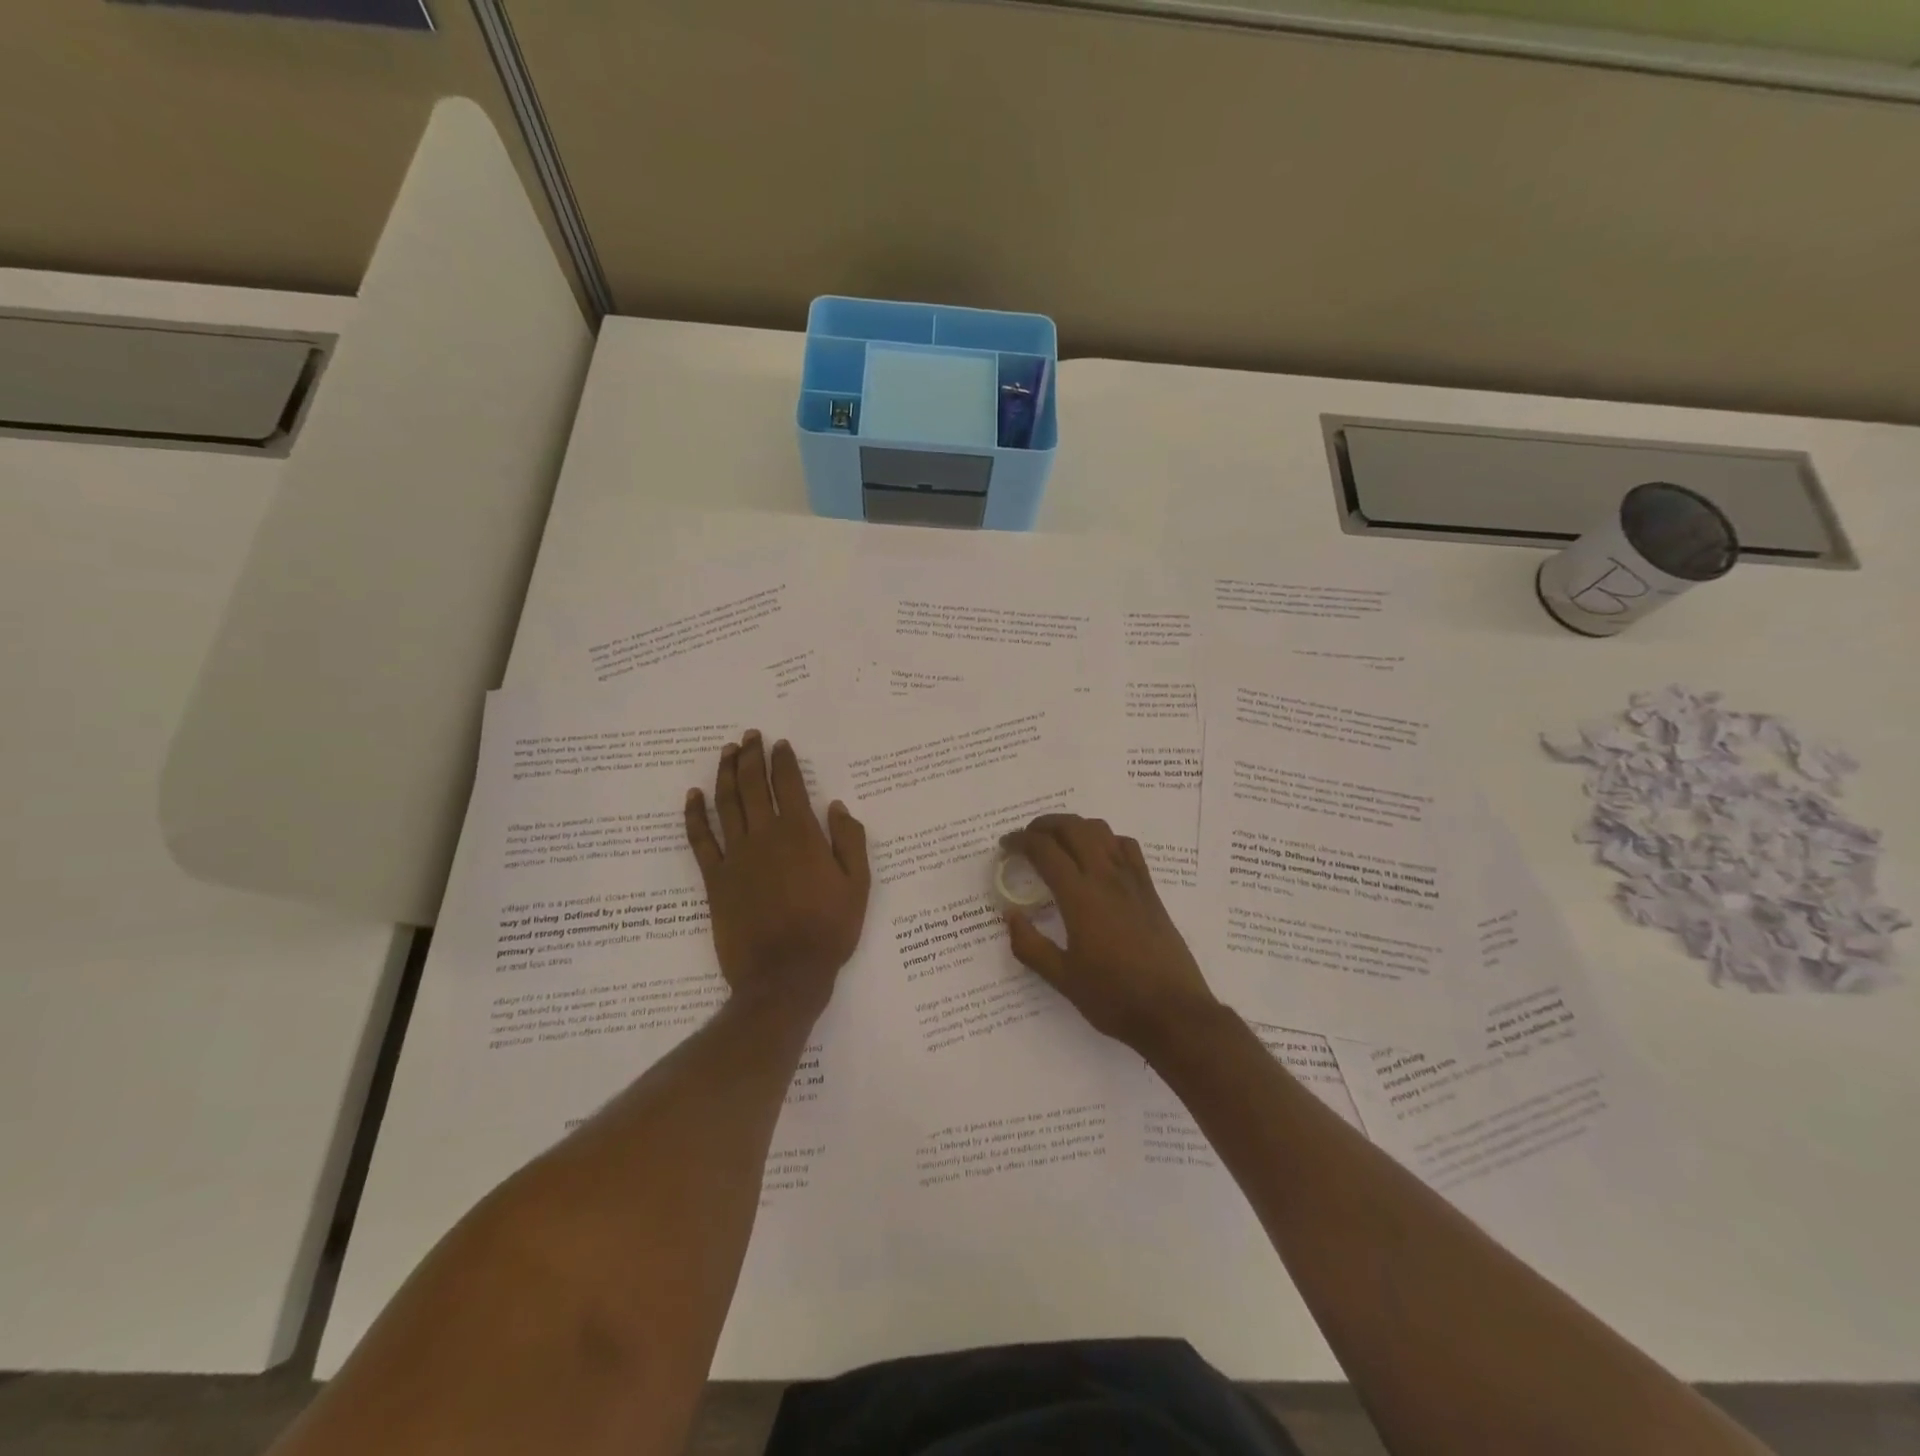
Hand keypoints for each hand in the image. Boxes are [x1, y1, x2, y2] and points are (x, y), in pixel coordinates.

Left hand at [684, 730, 870, 1016]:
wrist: (784, 976)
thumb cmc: (829, 931)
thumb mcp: (858, 886)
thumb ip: (850, 841)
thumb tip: (836, 806)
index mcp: (802, 835)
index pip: (789, 785)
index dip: (783, 760)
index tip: (779, 743)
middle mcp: (766, 836)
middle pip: (754, 786)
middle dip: (751, 756)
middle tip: (749, 736)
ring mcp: (736, 856)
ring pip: (727, 804)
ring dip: (725, 774)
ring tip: (727, 752)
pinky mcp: (715, 879)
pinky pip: (700, 840)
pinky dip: (695, 815)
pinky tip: (693, 796)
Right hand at [1003, 813, 1220, 1055]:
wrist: (1174, 1012)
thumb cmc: (1114, 997)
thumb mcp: (1062, 978)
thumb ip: (1030, 945)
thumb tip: (1010, 915)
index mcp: (1080, 896)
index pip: (1045, 850)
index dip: (1020, 841)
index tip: (1005, 846)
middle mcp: (1106, 877)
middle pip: (1073, 828)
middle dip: (1044, 825)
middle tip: (1027, 838)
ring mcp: (1132, 880)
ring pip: (1101, 831)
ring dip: (1074, 826)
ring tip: (1058, 842)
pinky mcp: (1150, 890)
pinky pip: (1127, 847)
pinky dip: (1106, 839)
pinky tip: (1098, 857)